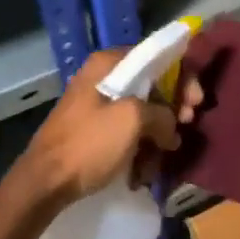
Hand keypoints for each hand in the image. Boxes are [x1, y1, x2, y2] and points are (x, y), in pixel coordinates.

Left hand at [13, 49, 203, 207]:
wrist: (45, 182)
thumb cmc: (88, 144)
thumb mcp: (132, 121)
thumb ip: (162, 114)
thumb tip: (170, 128)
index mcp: (108, 63)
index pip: (155, 57)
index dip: (182, 77)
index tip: (194, 103)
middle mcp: (102, 77)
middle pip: (151, 85)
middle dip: (171, 110)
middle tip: (184, 129)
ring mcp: (96, 105)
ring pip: (141, 113)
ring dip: (156, 137)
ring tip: (160, 160)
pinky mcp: (94, 130)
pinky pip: (127, 132)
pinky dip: (139, 149)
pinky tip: (143, 172)